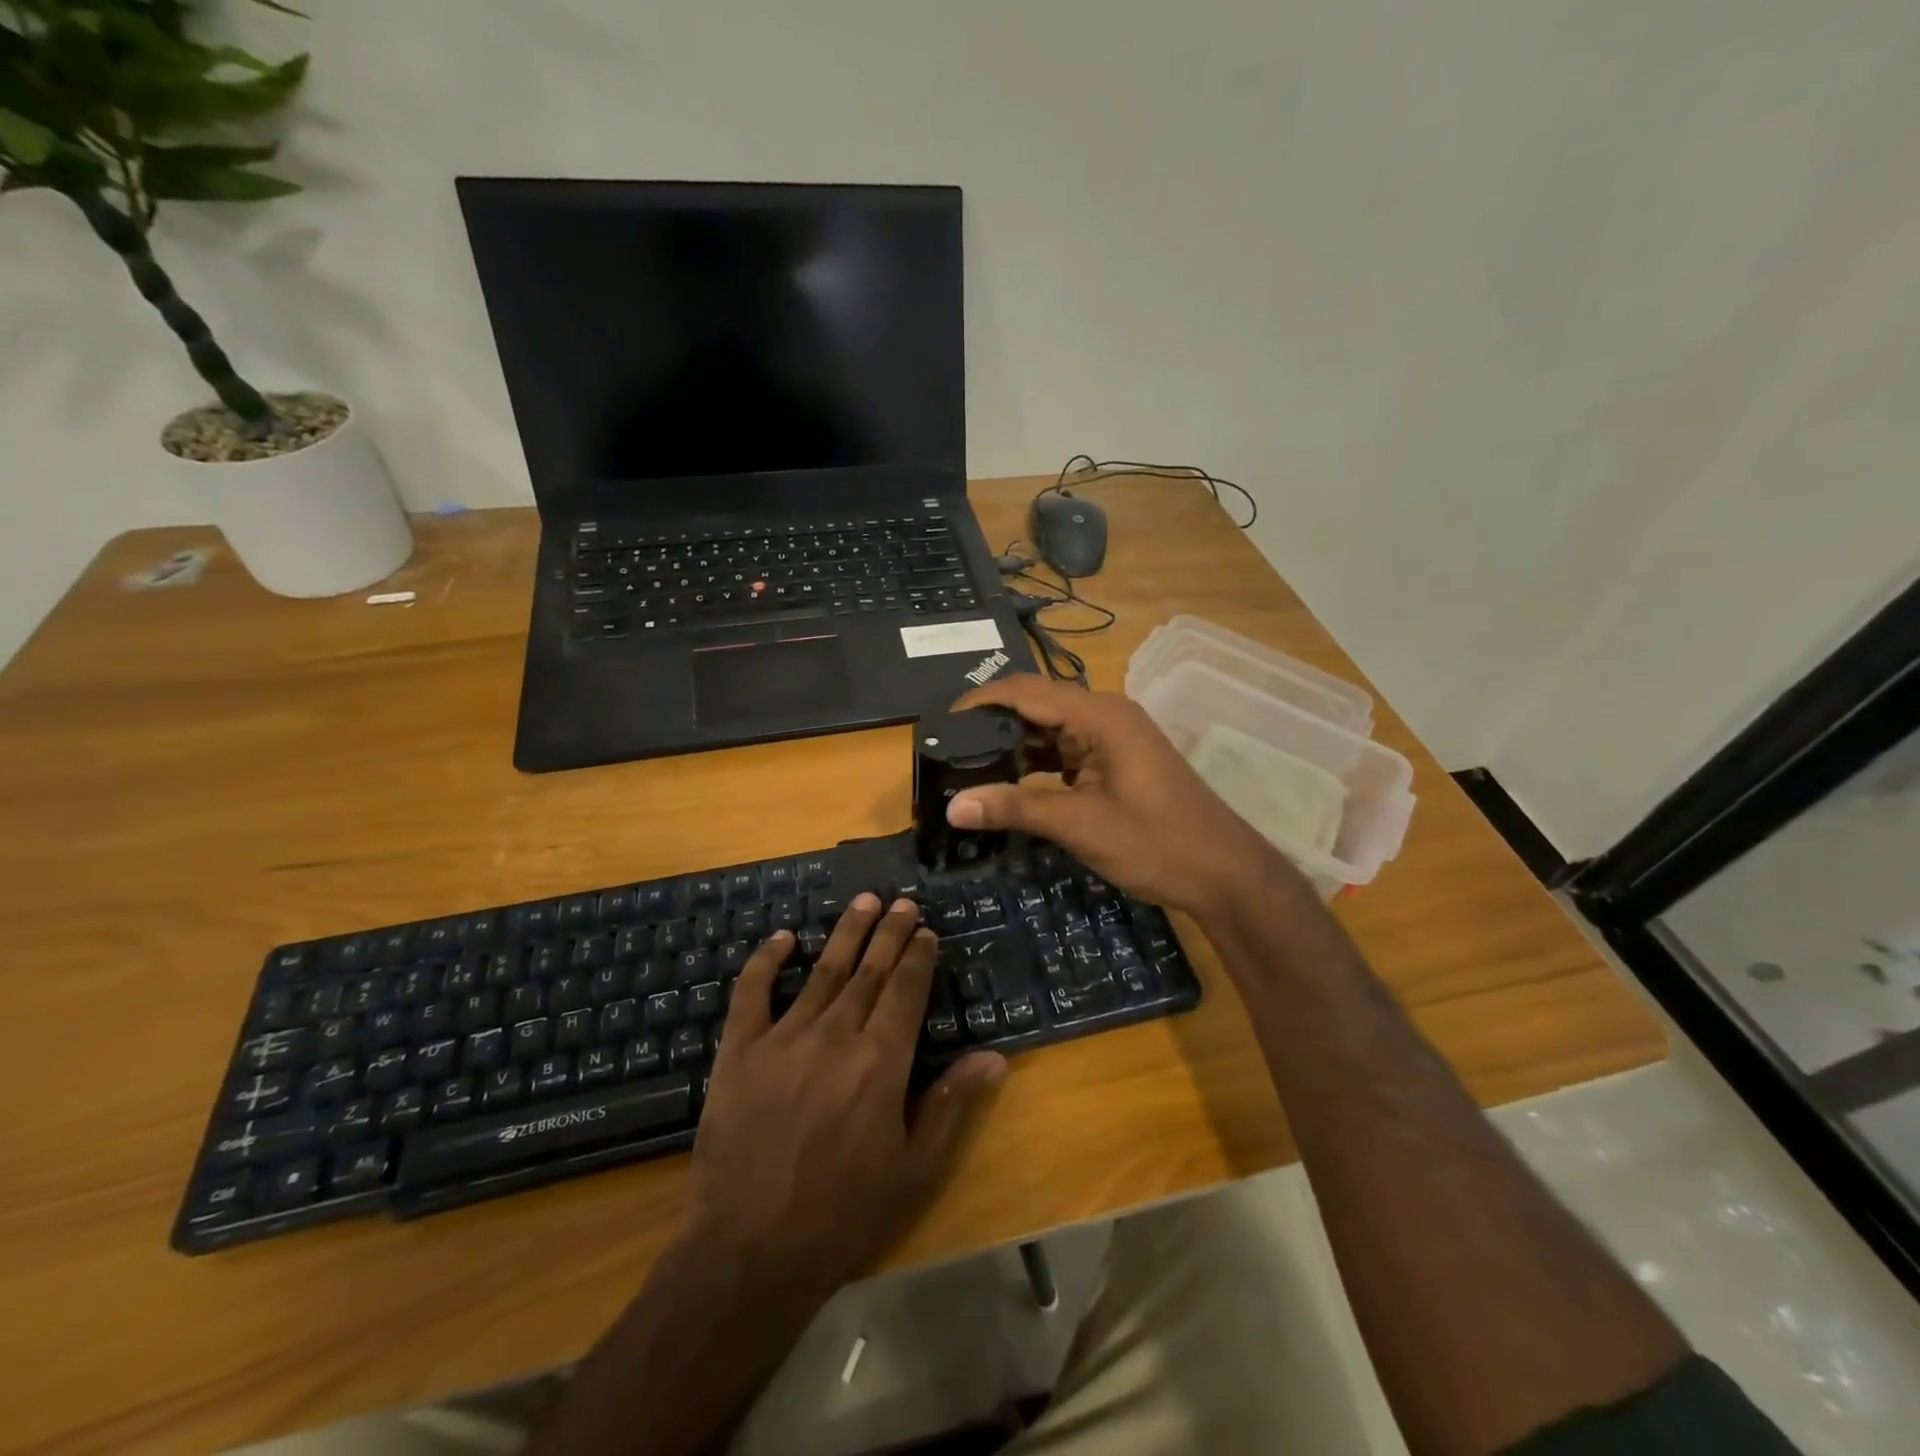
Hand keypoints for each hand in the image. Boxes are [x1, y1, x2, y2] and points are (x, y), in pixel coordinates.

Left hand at [687, 894, 1006, 1302]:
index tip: (926, 932)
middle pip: (870, 971)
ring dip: (847, 933)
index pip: (906, 991)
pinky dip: (767, 960)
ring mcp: (784, 1038)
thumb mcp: (914, 1169)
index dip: (918, 957)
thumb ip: (951, 1104)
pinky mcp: (740, 1051)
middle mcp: (836, 1036)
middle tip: (902, 902)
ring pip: (823, 971)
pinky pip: (753, 992)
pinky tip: (783, 937)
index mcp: (881, 1062)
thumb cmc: (844, 1215)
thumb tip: (994, 1057)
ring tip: (864, 902)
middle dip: (890, 933)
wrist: (751, 1252)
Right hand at [949, 674, 1284, 918]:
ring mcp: (1113, 739)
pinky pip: (1066, 752)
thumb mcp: (1082, 825)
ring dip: (1013, 748)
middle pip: (1037, 706)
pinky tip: (1010, 786)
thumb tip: (952, 806)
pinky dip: (1037, 765)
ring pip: (1050, 731)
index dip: (981, 701)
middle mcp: (1106, 716)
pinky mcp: (1116, 761)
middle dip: (993, 725)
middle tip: (949, 751)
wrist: (1224, 873)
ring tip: (968, 768)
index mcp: (1101, 716)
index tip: (941, 724)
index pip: (1027, 691)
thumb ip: (1016, 809)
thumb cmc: (1158, 843)